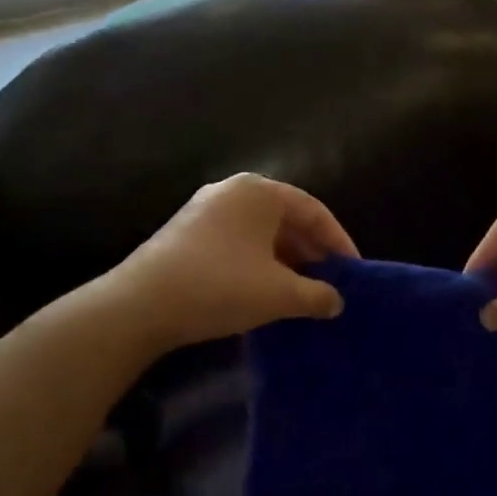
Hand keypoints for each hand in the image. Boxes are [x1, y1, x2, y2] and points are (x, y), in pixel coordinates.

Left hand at [114, 173, 357, 349]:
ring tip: (302, 291)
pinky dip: (259, 262)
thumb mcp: (279, 294)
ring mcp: (205, 209)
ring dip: (286, 259)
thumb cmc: (221, 286)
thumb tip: (336, 301)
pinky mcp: (187, 232)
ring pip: (260, 231)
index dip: (339, 241)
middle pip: (286, 218)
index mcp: (259, 192)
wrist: (141, 304)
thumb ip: (316, 295)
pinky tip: (265, 290)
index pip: (314, 210)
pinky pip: (237, 241)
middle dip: (312, 251)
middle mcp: (233, 191)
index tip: (354, 271)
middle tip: (331, 282)